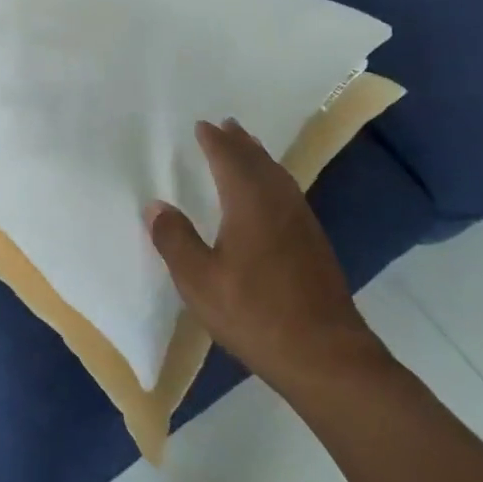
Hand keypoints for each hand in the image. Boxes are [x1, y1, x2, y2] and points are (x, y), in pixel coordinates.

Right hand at [147, 119, 388, 399]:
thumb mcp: (199, 281)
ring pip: (278, 176)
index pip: (229, 159)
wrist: (326, 356)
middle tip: (226, 125)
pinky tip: (271, 196)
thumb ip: (175, 240)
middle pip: (258, 161)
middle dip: (239, 142)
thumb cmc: (255, 314)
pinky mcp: (315, 244)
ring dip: (259, 157)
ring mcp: (302, 223)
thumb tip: (156, 205)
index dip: (214, 141)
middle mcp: (279, 203)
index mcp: (249, 203)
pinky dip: (273, 179)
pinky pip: (289, 193)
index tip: (202, 125)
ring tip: (247, 148)